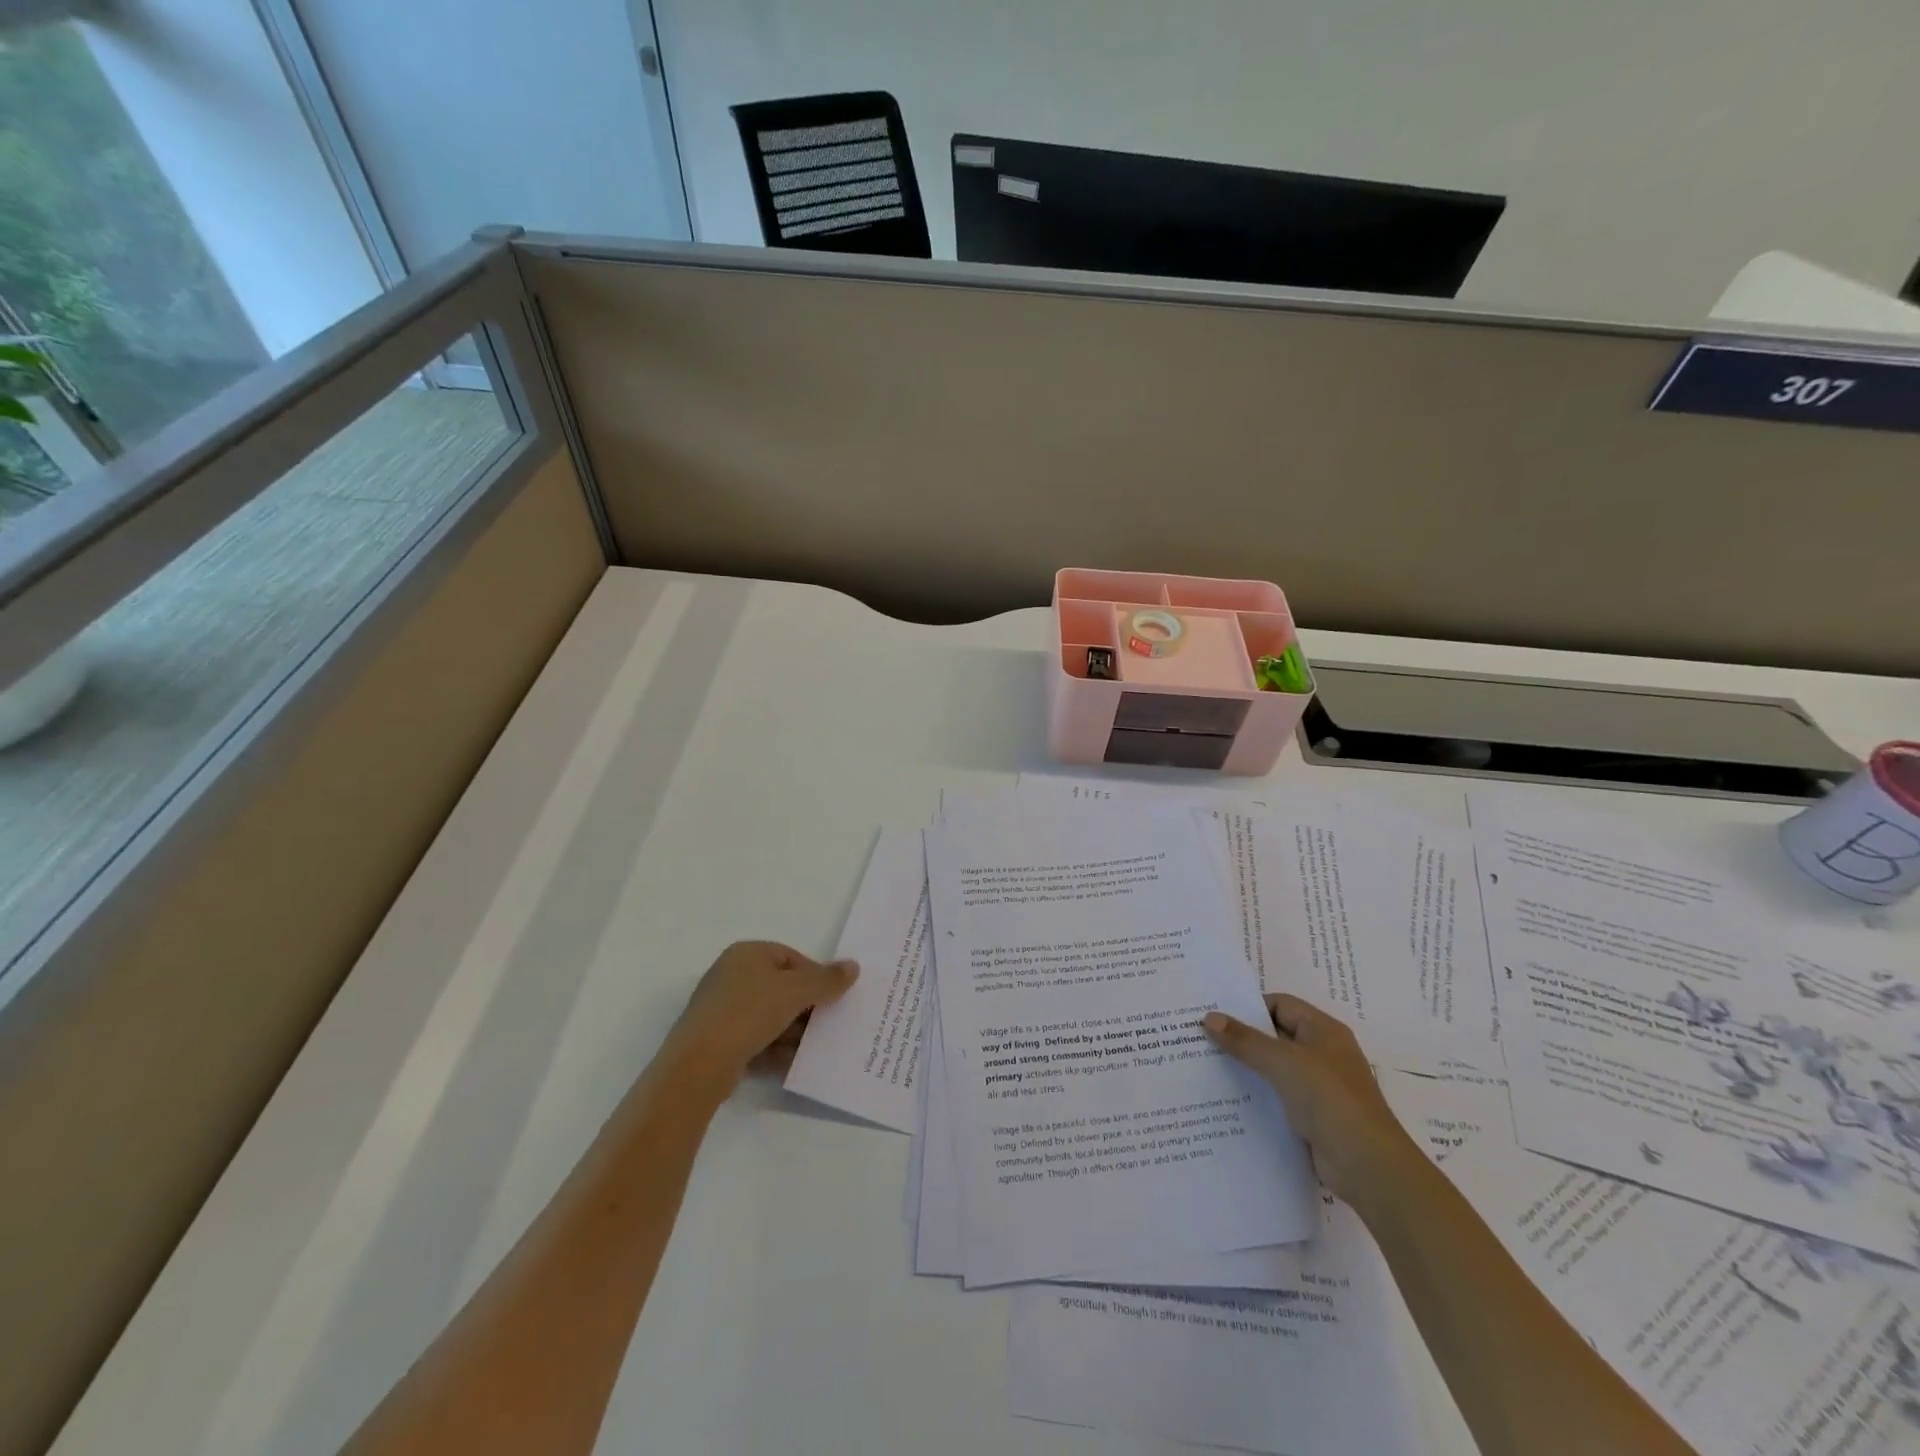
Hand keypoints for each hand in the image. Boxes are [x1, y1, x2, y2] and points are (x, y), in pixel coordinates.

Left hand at [664, 941, 857, 1092]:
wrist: (699, 1064)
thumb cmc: (749, 1013)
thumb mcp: (795, 991)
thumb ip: (826, 979)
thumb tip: (853, 966)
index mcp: (747, 953)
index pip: (791, 958)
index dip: (815, 977)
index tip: (831, 999)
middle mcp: (731, 975)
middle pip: (781, 987)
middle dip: (805, 1007)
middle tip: (827, 1024)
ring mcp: (722, 1009)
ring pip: (769, 1016)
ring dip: (792, 1031)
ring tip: (813, 1048)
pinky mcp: (717, 1041)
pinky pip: (755, 1039)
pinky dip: (774, 1049)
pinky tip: (791, 1064)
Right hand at [1203, 995, 1418, 1206]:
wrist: (1368, 1166)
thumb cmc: (1329, 1099)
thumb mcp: (1283, 1062)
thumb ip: (1245, 1040)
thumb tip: (1209, 1017)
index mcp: (1323, 1031)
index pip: (1280, 1004)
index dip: (1249, 1007)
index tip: (1215, 1015)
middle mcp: (1323, 1054)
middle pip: (1276, 1036)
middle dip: (1242, 1037)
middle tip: (1202, 1038)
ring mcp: (1320, 1087)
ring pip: (1275, 1068)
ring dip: (1247, 1068)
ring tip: (1208, 1067)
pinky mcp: (1314, 1117)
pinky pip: (1279, 1096)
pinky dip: (1257, 1095)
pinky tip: (1229, 1099)